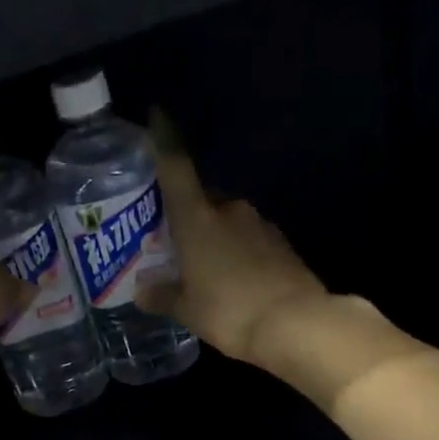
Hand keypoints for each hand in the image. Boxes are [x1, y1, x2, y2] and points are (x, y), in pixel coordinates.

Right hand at [138, 111, 328, 364]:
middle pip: (201, 198)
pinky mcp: (281, 245)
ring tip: (200, 264)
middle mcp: (229, 211)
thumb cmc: (229, 311)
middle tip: (169, 236)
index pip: (176, 168)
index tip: (158, 115)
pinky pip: (248, 239)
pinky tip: (231, 278)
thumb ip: (162, 296)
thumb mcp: (187, 309)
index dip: (165, 140)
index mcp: (198, 218)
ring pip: (226, 220)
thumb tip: (142, 291)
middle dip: (186, 212)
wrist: (296, 324)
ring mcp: (260, 225)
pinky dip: (236, 251)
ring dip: (213, 235)